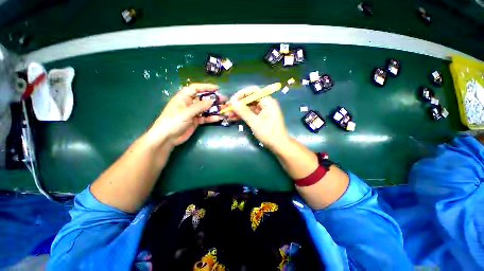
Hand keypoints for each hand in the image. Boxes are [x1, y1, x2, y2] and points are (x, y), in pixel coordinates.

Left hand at [151, 83, 223, 145]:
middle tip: (224, 99)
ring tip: (224, 108)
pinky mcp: (195, 121)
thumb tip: (212, 100)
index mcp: (184, 97)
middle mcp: (189, 104)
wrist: (167, 137)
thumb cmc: (174, 121)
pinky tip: (218, 118)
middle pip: (203, 99)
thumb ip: (200, 106)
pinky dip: (211, 118)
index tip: (217, 88)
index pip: (196, 88)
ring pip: (205, 109)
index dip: (206, 87)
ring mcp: (193, 113)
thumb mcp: (187, 112)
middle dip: (213, 99)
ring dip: (214, 109)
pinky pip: (205, 118)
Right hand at [226, 86, 289, 149]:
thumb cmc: (269, 133)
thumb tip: (233, 102)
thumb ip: (243, 112)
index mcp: (267, 102)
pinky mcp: (260, 118)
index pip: (254, 91)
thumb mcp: (255, 122)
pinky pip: (250, 114)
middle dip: (238, 104)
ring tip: (227, 114)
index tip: (232, 100)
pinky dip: (242, 116)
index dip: (242, 94)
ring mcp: (263, 111)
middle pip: (250, 99)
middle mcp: (265, 104)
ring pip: (248, 107)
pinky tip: (233, 118)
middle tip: (228, 108)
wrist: (278, 145)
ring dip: (239, 111)